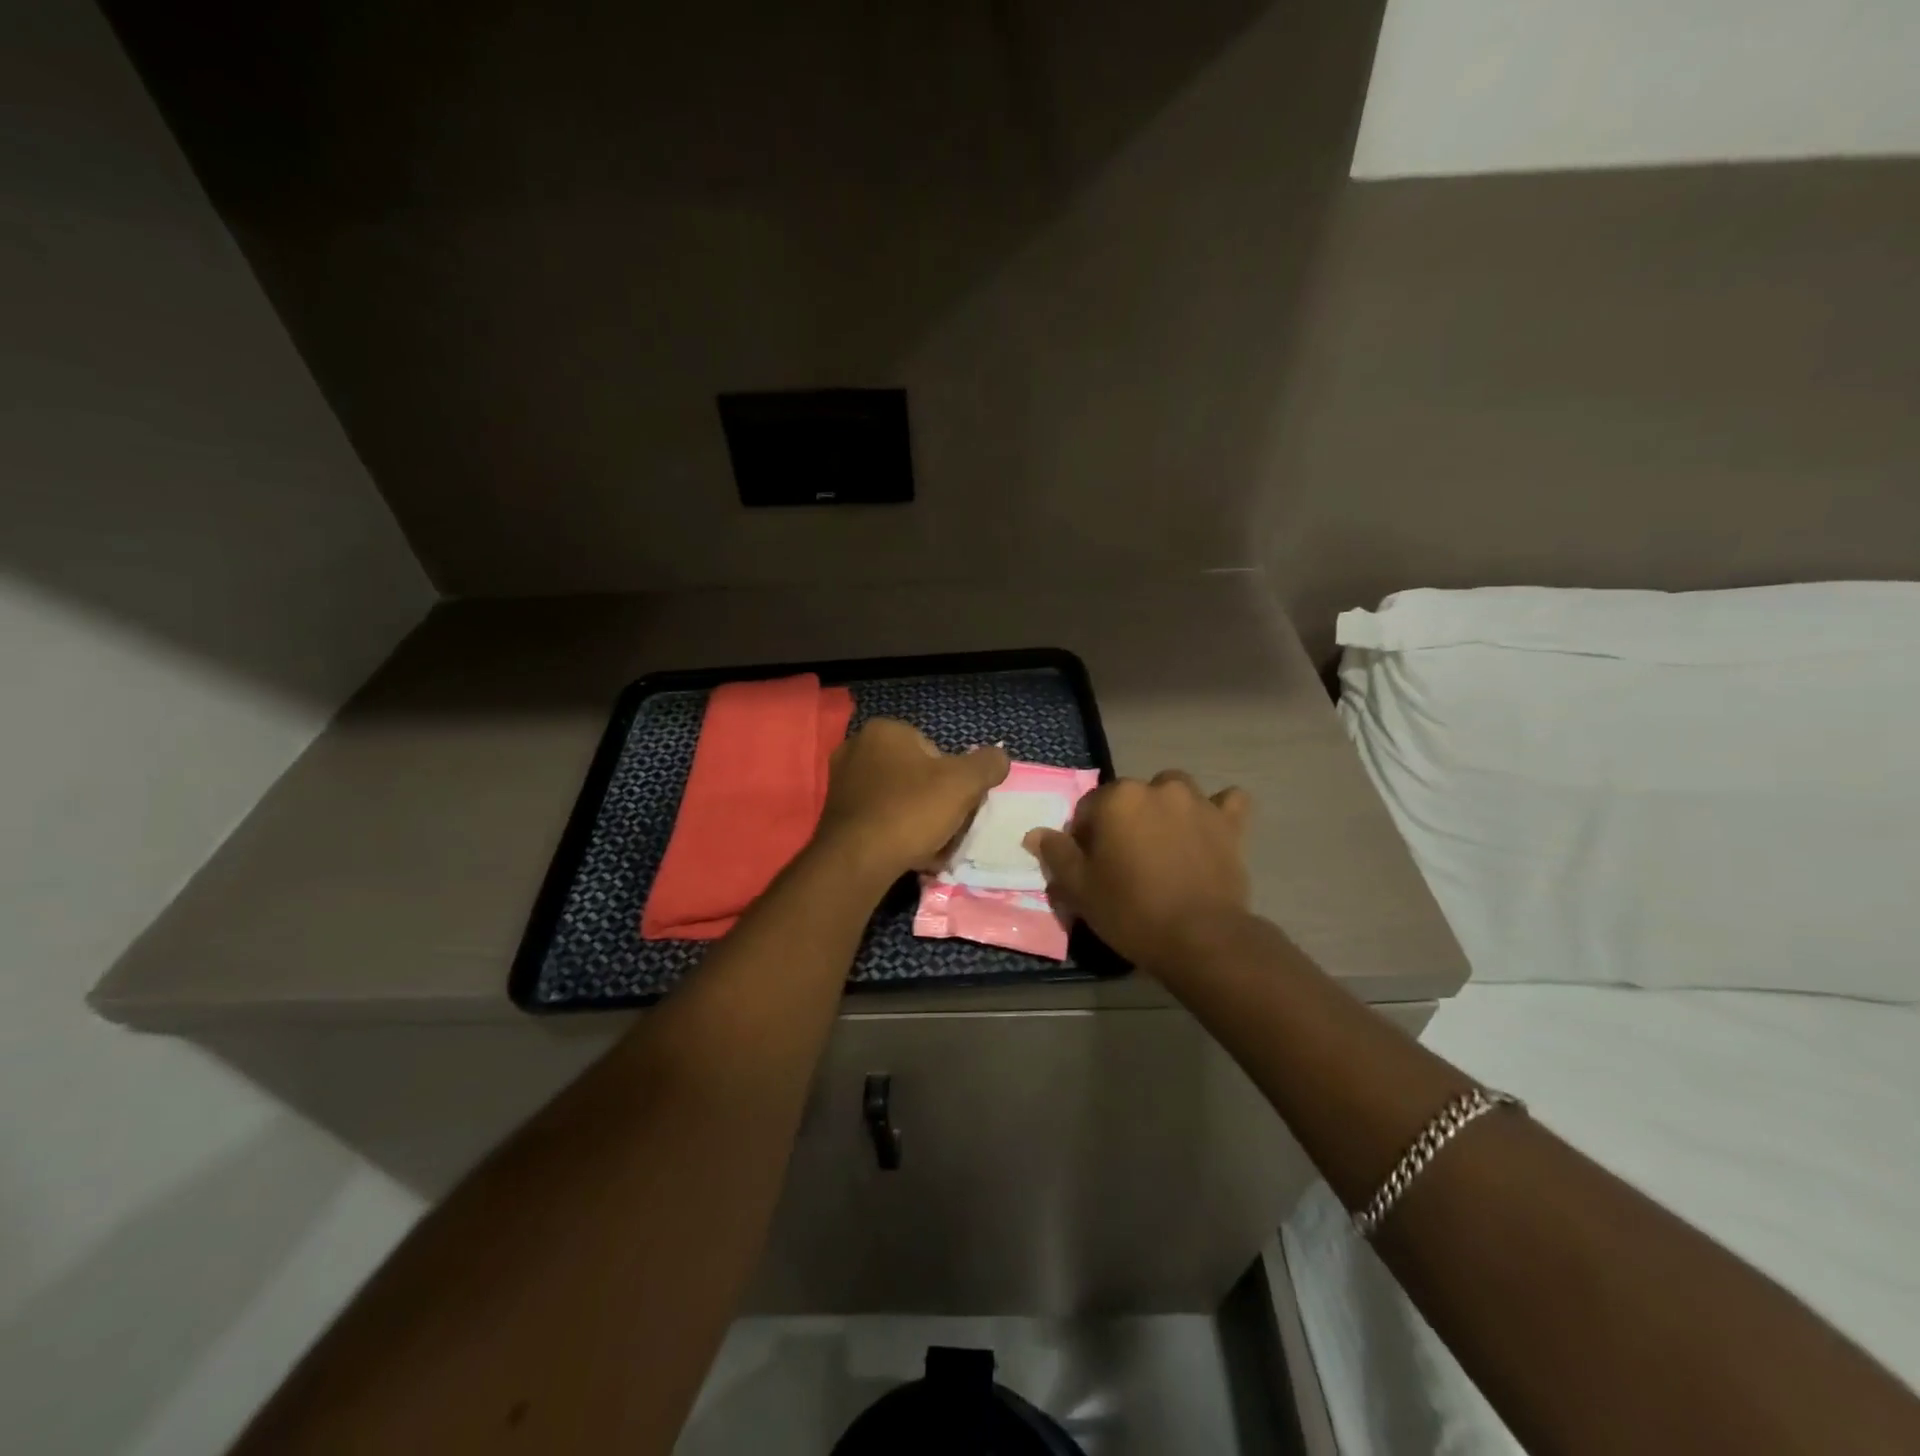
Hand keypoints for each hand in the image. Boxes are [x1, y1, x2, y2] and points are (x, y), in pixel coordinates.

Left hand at [812, 719, 1010, 886]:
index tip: (959, 805)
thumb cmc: (911, 811)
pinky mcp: (834, 814)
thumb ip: (988, 764)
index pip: (935, 750)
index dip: (954, 779)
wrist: (856, 861)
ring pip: (899, 799)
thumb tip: (999, 757)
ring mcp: (841, 781)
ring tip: (931, 846)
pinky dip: (896, 832)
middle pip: (916, 775)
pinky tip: (909, 854)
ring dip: (918, 820)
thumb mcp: (964, 783)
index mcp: (884, 730)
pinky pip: (879, 818)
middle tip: (947, 827)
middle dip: (935, 800)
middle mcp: (857, 747)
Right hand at [1024, 770, 1251, 970]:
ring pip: (1174, 792)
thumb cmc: (1131, 910)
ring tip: (1164, 845)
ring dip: (1165, 809)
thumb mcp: (1080, 888)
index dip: (1084, 838)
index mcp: (1116, 798)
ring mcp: (1198, 802)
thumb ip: (1057, 854)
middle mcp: (1157, 788)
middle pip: (1129, 797)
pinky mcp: (1230, 823)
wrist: (1201, 938)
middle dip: (1123, 821)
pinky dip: (1218, 810)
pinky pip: (1227, 803)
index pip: (1088, 809)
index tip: (1089, 867)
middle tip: (1125, 862)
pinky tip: (1210, 828)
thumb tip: (1036, 833)